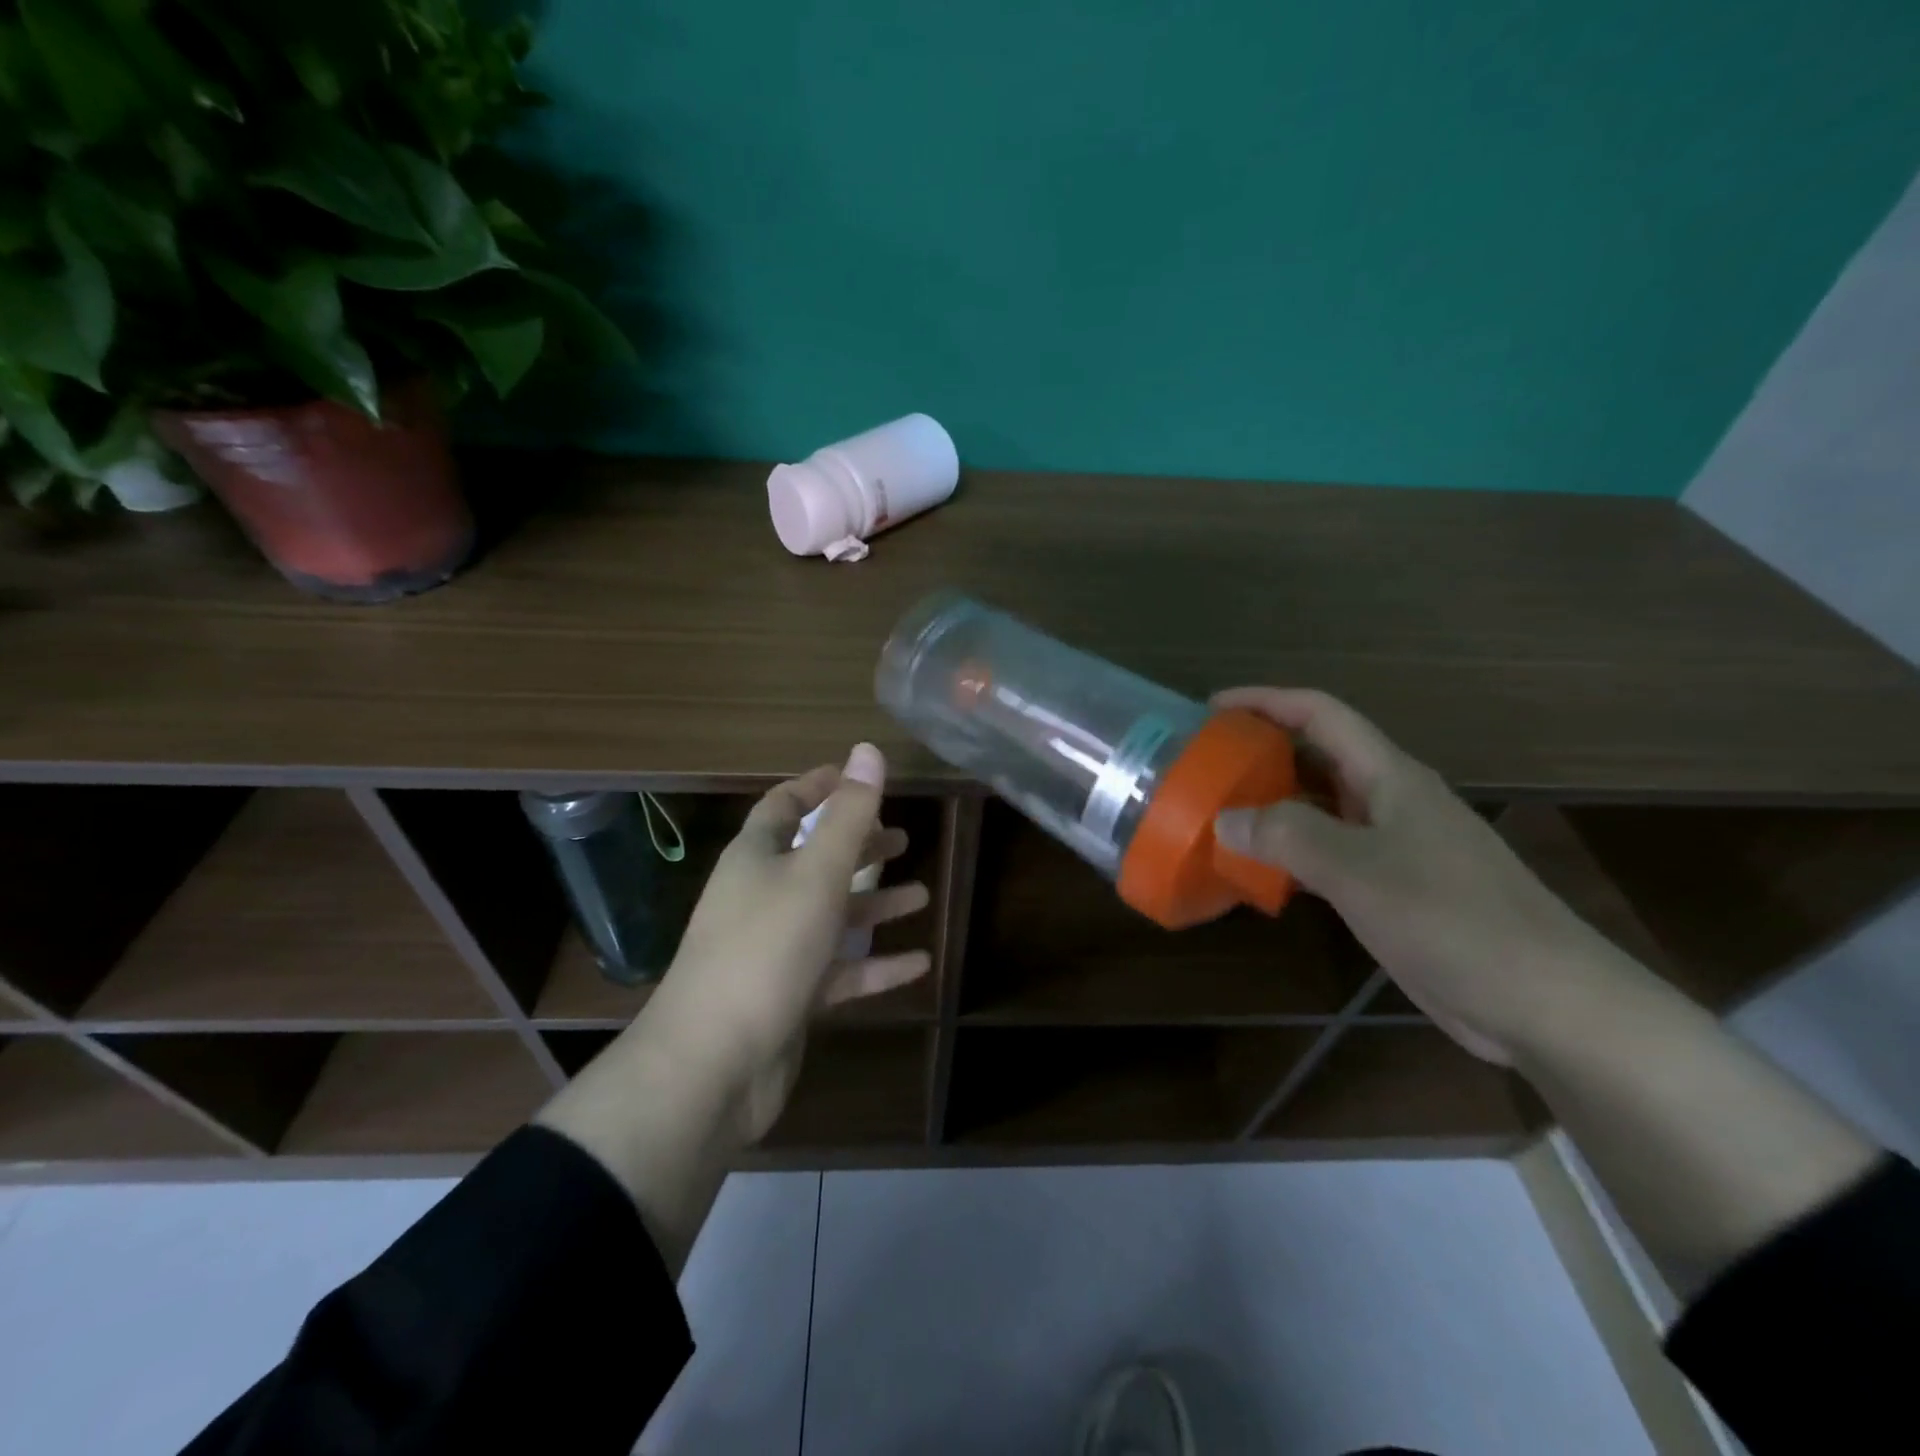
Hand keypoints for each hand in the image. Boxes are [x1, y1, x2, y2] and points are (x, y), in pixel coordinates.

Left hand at [639, 743, 932, 1139]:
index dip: (820, 787)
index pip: (785, 806)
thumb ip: (849, 814)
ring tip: (920, 894)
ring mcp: (774, 950)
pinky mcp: (788, 997)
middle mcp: (761, 897)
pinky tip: (919, 964)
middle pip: (813, 859)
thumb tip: (868, 750)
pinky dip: (876, 965)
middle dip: (857, 846)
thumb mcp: (816, 873)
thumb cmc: (766, 948)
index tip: (859, 777)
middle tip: (902, 838)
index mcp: (756, 858)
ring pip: (831, 916)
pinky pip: (839, 971)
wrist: (712, 1064)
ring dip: (874, 905)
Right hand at [1211, 688, 1630, 1062]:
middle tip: (1203, 764)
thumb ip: (1286, 836)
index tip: (1211, 707)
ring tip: (1216, 812)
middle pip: (1317, 756)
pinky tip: (1257, 869)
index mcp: (1389, 776)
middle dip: (1261, 751)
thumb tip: (1224, 819)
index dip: (1265, 700)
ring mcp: (1393, 845)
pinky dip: (1288, 852)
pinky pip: (1327, 852)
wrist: (1543, 1000)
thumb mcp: (1358, 869)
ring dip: (1271, 805)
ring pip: (1320, 807)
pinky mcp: (1392, 887)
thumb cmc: (1453, 919)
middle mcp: (1390, 800)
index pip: (1319, 714)